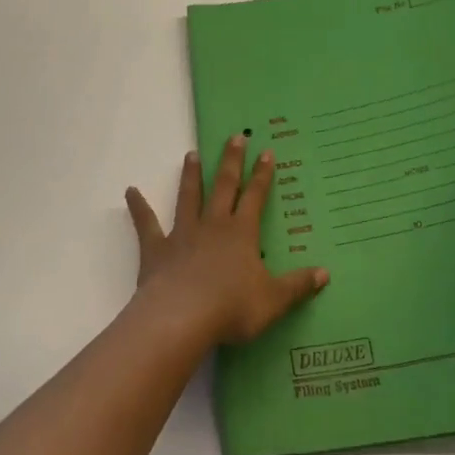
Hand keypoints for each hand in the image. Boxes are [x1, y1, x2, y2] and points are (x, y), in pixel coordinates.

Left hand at [126, 135, 328, 344]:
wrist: (183, 318)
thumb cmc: (232, 308)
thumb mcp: (274, 300)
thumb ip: (297, 285)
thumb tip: (325, 273)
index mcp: (242, 233)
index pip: (255, 196)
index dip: (262, 175)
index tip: (266, 151)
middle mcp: (213, 225)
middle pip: (224, 186)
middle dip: (231, 161)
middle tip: (235, 136)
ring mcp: (182, 234)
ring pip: (188, 197)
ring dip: (191, 175)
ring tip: (191, 154)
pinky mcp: (156, 249)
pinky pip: (146, 224)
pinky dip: (138, 207)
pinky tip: (129, 191)